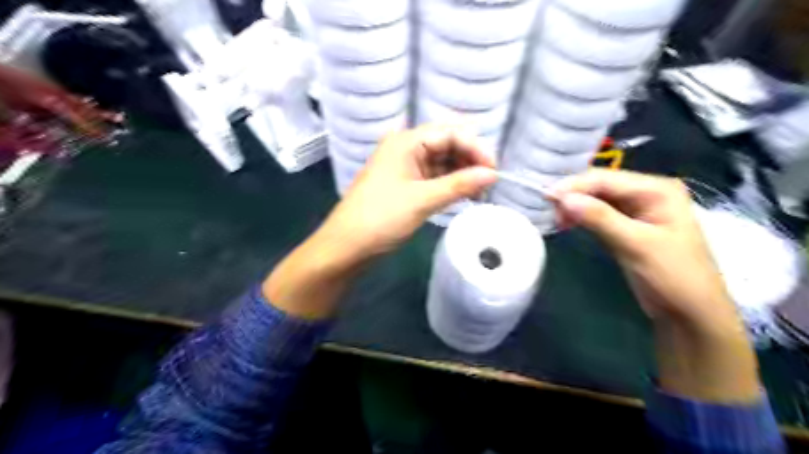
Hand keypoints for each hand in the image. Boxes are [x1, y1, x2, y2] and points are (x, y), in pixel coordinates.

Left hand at [319, 124, 496, 263]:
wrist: (347, 246)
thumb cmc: (381, 217)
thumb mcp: (422, 199)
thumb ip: (459, 184)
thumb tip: (493, 174)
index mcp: (406, 142)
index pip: (449, 133)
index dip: (475, 147)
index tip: (494, 170)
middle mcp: (407, 148)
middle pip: (447, 144)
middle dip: (470, 160)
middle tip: (489, 183)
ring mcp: (406, 167)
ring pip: (443, 162)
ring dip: (463, 174)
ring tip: (480, 192)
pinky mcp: (407, 185)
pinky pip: (435, 178)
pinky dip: (451, 185)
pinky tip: (465, 195)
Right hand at [556, 169, 733, 328]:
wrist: (691, 314)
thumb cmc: (673, 277)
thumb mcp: (636, 245)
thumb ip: (600, 218)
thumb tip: (563, 199)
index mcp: (657, 190)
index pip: (606, 179)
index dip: (574, 186)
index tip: (546, 198)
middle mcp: (647, 193)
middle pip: (601, 185)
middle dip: (574, 195)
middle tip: (550, 213)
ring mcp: (638, 209)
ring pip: (597, 199)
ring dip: (576, 206)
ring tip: (557, 221)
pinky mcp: (628, 226)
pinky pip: (600, 213)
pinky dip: (583, 217)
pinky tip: (569, 223)